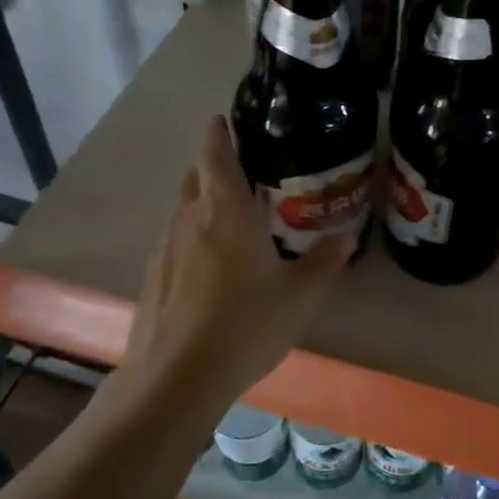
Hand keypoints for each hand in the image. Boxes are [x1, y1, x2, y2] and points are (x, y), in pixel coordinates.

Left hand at [121, 116, 353, 409]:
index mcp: (226, 210)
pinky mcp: (152, 275)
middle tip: (246, 171)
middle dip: (215, 165)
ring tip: (234, 218)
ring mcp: (165, 246)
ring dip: (204, 202)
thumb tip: (346, 239)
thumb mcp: (298, 296)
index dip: (219, 132)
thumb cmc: (246, 325)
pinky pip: (176, 239)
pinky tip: (213, 264)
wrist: (176, 378)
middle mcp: (190, 218)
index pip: (215, 152)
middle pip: (196, 175)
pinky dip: (194, 235)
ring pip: (184, 208)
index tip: (227, 120)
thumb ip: (323, 263)